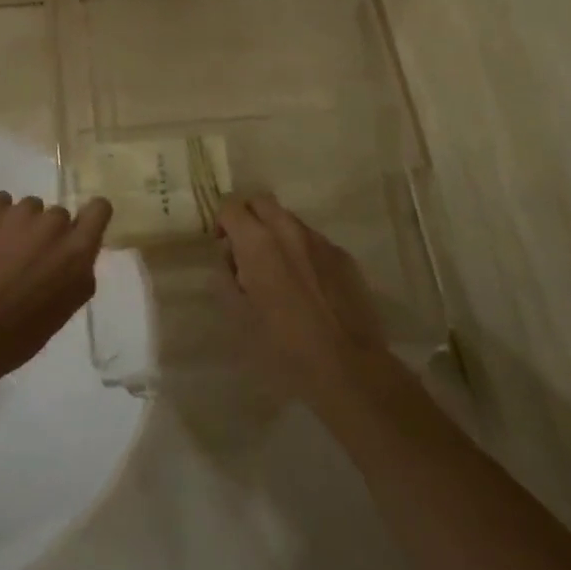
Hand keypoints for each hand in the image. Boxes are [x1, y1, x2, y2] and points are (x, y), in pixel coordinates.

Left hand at [0, 193, 110, 396]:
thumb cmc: (21, 333)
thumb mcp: (67, 308)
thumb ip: (78, 272)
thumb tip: (75, 255)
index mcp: (78, 250)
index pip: (100, 209)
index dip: (90, 216)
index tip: (78, 230)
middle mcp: (55, 223)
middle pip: (59, 215)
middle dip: (48, 232)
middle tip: (29, 259)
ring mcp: (21, 212)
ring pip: (30, 208)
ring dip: (22, 225)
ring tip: (2, 253)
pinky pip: (2, 203)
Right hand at [218, 195, 387, 409]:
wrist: (349, 368)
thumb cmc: (284, 346)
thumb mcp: (239, 316)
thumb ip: (226, 278)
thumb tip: (230, 260)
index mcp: (257, 242)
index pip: (230, 206)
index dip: (222, 222)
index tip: (224, 248)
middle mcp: (289, 230)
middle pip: (261, 201)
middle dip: (249, 218)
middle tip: (246, 251)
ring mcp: (321, 241)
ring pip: (289, 220)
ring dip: (277, 235)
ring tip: (279, 273)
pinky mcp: (344, 257)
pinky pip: (315, 242)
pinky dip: (303, 253)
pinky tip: (308, 288)